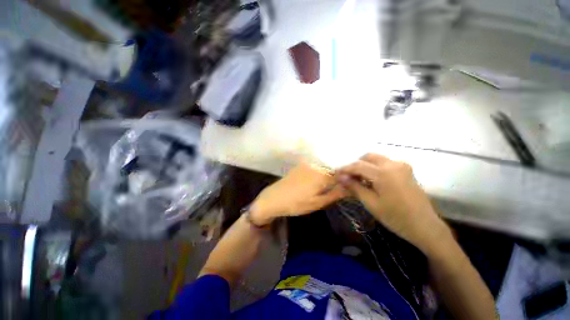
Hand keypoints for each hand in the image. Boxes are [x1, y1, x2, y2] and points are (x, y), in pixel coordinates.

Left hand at [250, 162, 347, 225]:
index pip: (342, 174)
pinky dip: (321, 172)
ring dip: (331, 173)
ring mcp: (307, 165)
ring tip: (331, 184)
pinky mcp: (301, 166)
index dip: (348, 179)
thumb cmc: (296, 204)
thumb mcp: (317, 203)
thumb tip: (350, 188)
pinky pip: (316, 166)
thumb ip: (335, 194)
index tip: (353, 184)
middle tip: (342, 186)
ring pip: (325, 167)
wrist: (274, 198)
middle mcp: (316, 166)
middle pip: (334, 169)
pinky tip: (319, 180)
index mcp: (322, 175)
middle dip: (340, 176)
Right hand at [337, 153, 448, 252]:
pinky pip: (385, 163)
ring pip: (377, 159)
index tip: (335, 174)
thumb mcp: (371, 203)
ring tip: (358, 180)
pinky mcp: (406, 170)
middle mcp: (393, 164)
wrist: (425, 226)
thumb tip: (340, 178)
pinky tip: (372, 180)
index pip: (358, 165)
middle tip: (348, 177)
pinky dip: (374, 168)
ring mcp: (402, 166)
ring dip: (365, 166)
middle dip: (355, 165)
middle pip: (368, 157)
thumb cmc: (396, 217)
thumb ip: (354, 187)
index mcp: (384, 173)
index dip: (345, 169)